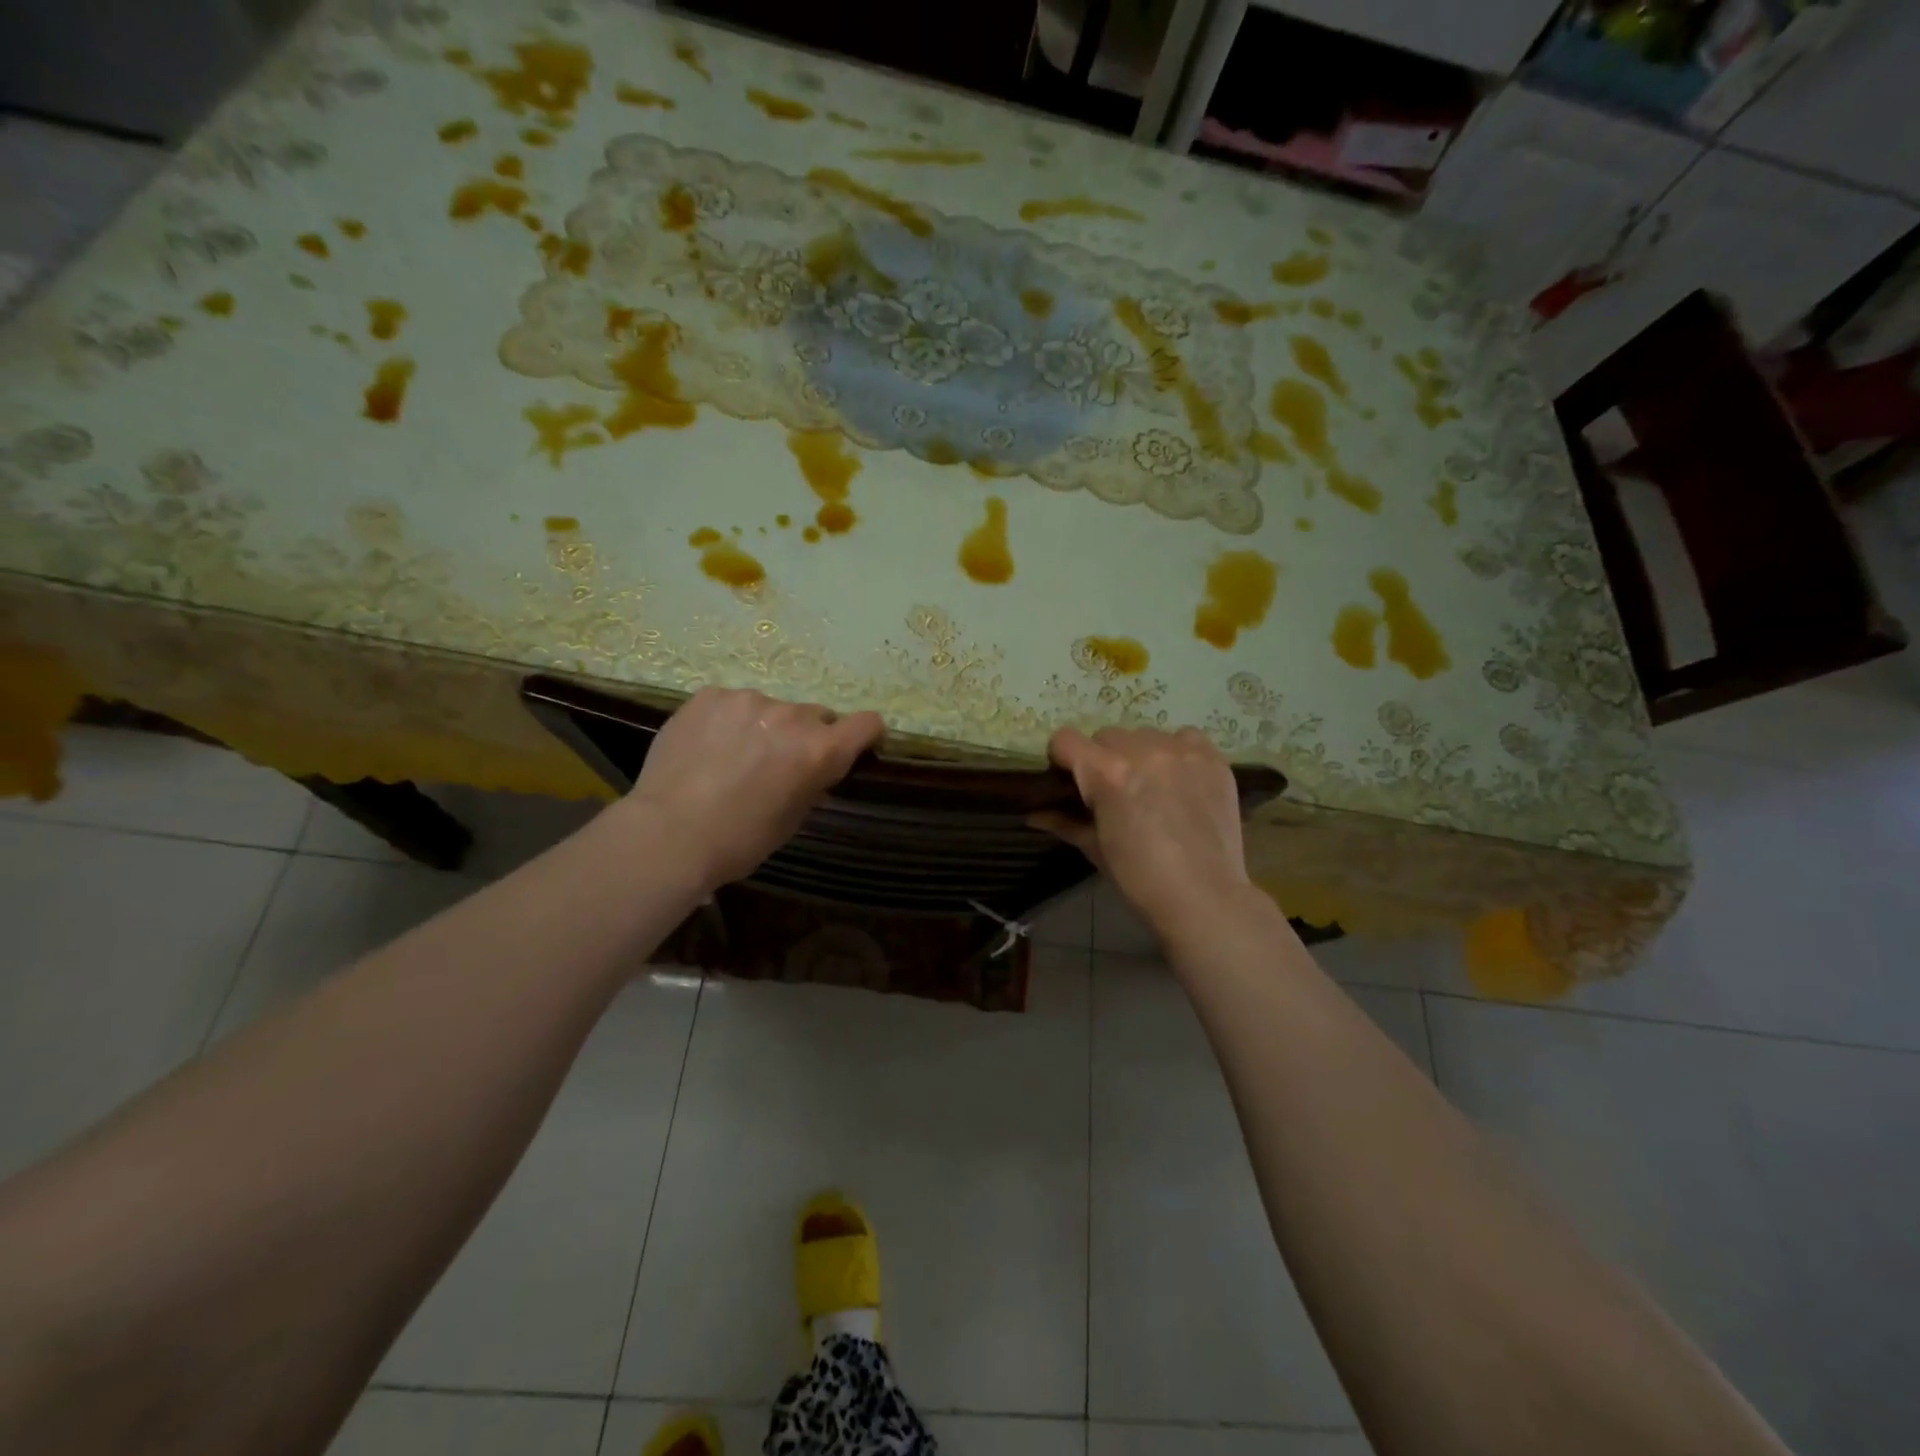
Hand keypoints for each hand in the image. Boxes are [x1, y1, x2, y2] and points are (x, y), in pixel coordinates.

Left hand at [622, 688, 884, 892]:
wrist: (667, 834)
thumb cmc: (739, 841)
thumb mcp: (791, 820)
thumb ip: (812, 784)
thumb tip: (816, 770)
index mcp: (820, 750)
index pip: (866, 723)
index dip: (865, 735)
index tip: (854, 746)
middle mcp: (791, 716)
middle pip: (815, 716)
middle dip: (805, 736)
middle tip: (777, 763)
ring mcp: (748, 700)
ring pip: (770, 709)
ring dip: (763, 726)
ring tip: (732, 756)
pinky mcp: (710, 695)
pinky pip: (732, 704)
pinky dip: (728, 721)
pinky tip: (706, 747)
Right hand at [1033, 726, 1251, 937]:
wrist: (1204, 897)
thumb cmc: (1139, 878)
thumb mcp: (1095, 848)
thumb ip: (1064, 821)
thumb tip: (1033, 813)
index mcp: (1106, 773)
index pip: (1066, 740)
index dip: (1063, 758)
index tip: (1069, 778)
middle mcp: (1142, 751)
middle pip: (1106, 736)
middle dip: (1103, 759)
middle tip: (1114, 791)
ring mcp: (1181, 751)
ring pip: (1145, 735)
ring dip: (1140, 754)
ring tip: (1151, 787)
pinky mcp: (1212, 758)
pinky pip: (1184, 737)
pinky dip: (1177, 753)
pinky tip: (1180, 780)